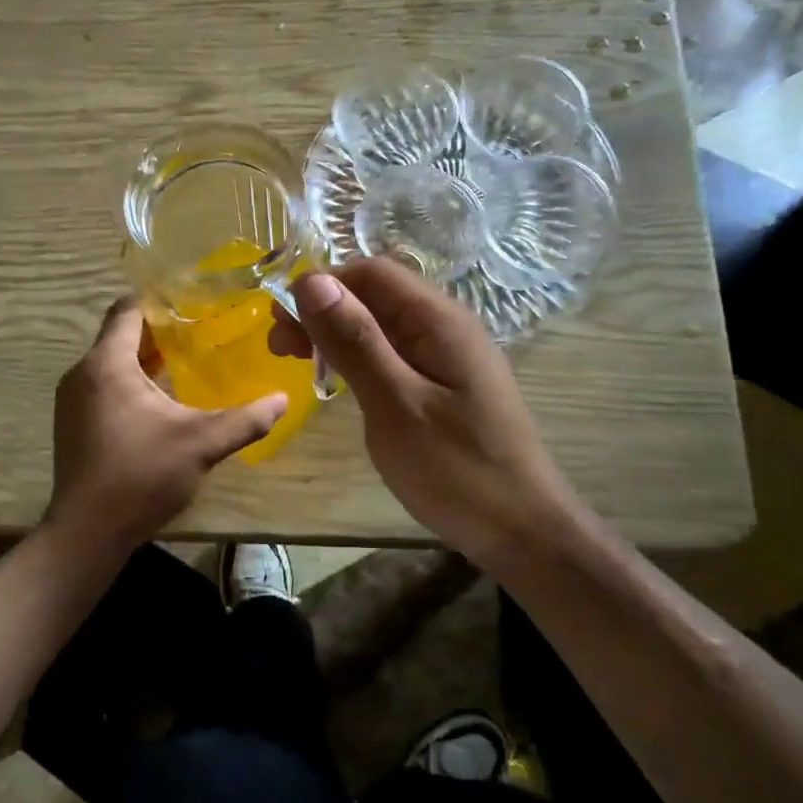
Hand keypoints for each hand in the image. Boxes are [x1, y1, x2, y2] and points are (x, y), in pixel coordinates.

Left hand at [45, 297, 287, 555]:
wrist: (87, 534)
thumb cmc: (140, 476)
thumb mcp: (201, 444)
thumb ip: (245, 419)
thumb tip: (283, 399)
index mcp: (107, 364)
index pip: (128, 309)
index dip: (161, 300)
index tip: (196, 301)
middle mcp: (82, 373)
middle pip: (121, 334)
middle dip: (160, 331)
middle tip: (203, 330)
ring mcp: (73, 400)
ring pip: (112, 362)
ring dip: (146, 359)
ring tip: (189, 361)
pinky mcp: (74, 424)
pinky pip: (104, 386)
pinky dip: (132, 382)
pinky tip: (163, 401)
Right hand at [271, 258, 577, 569]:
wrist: (522, 530)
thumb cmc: (457, 469)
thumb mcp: (395, 404)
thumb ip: (355, 341)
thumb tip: (311, 281)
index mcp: (438, 320)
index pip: (371, 272)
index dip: (322, 286)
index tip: (281, 323)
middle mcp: (446, 326)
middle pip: (376, 294)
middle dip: (324, 310)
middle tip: (280, 348)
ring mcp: (449, 356)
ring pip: (383, 324)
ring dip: (338, 334)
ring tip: (300, 363)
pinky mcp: (446, 384)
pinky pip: (396, 353)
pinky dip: (360, 357)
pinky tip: (341, 381)